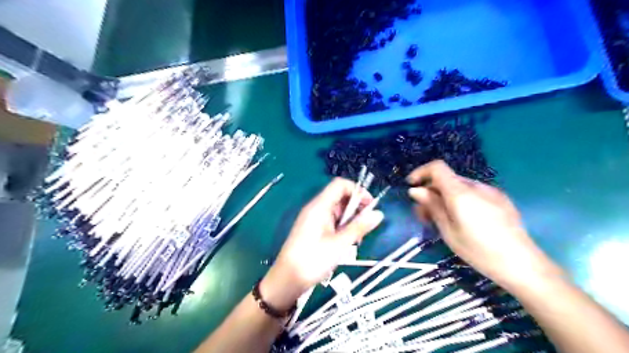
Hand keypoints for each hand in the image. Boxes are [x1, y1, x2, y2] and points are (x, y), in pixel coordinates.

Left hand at [260, 178, 382, 309]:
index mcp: (320, 206)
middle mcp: (316, 208)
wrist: (287, 279)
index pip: (340, 185)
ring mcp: (314, 218)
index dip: (357, 191)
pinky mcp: (314, 229)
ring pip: (338, 210)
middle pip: (340, 197)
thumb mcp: (339, 244)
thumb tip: (379, 213)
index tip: (370, 206)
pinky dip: (343, 227)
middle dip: (356, 207)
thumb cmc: (312, 260)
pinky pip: (332, 220)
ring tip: (358, 237)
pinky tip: (348, 241)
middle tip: (366, 225)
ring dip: (351, 219)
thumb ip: (359, 227)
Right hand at [405, 162, 562, 290]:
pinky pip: (473, 192)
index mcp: (461, 193)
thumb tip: (415, 190)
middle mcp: (476, 186)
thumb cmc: (479, 250)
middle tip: (423, 214)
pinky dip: (460, 199)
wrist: (522, 264)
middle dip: (431, 191)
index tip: (411, 186)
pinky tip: (463, 219)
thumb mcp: (448, 230)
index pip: (437, 167)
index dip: (421, 172)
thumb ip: (432, 206)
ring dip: (445, 196)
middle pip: (447, 179)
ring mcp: (490, 191)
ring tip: (442, 219)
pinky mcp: (500, 199)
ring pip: (459, 186)